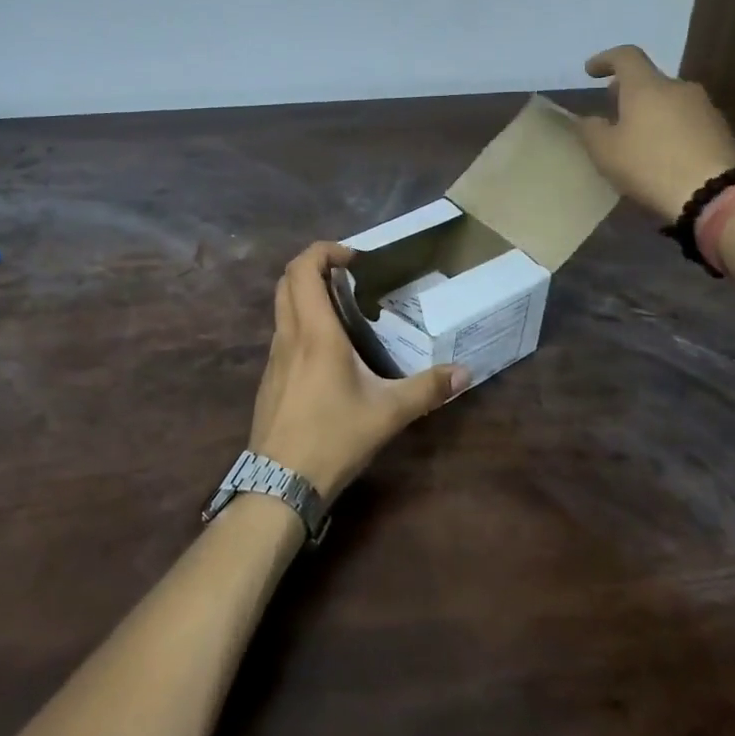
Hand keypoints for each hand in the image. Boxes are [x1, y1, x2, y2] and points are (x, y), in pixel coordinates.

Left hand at [250, 241, 468, 503]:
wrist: (279, 485)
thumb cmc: (333, 438)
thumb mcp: (388, 414)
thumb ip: (427, 389)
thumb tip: (465, 372)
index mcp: (315, 333)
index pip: (303, 268)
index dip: (324, 250)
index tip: (353, 258)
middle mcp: (289, 335)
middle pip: (287, 280)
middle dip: (314, 266)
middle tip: (348, 276)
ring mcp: (274, 357)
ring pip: (281, 306)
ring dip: (306, 294)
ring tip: (343, 310)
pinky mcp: (270, 377)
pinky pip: (282, 333)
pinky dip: (301, 322)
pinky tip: (328, 352)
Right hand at [573, 44, 734, 221]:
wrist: (715, 193)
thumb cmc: (650, 165)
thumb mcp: (605, 152)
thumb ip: (591, 130)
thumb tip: (589, 119)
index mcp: (646, 86)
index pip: (626, 56)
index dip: (605, 59)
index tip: (590, 72)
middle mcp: (678, 88)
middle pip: (650, 80)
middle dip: (629, 92)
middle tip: (613, 111)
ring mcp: (705, 108)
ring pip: (670, 101)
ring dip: (651, 112)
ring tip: (638, 138)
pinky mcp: (722, 130)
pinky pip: (687, 121)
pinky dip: (671, 129)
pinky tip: (664, 154)